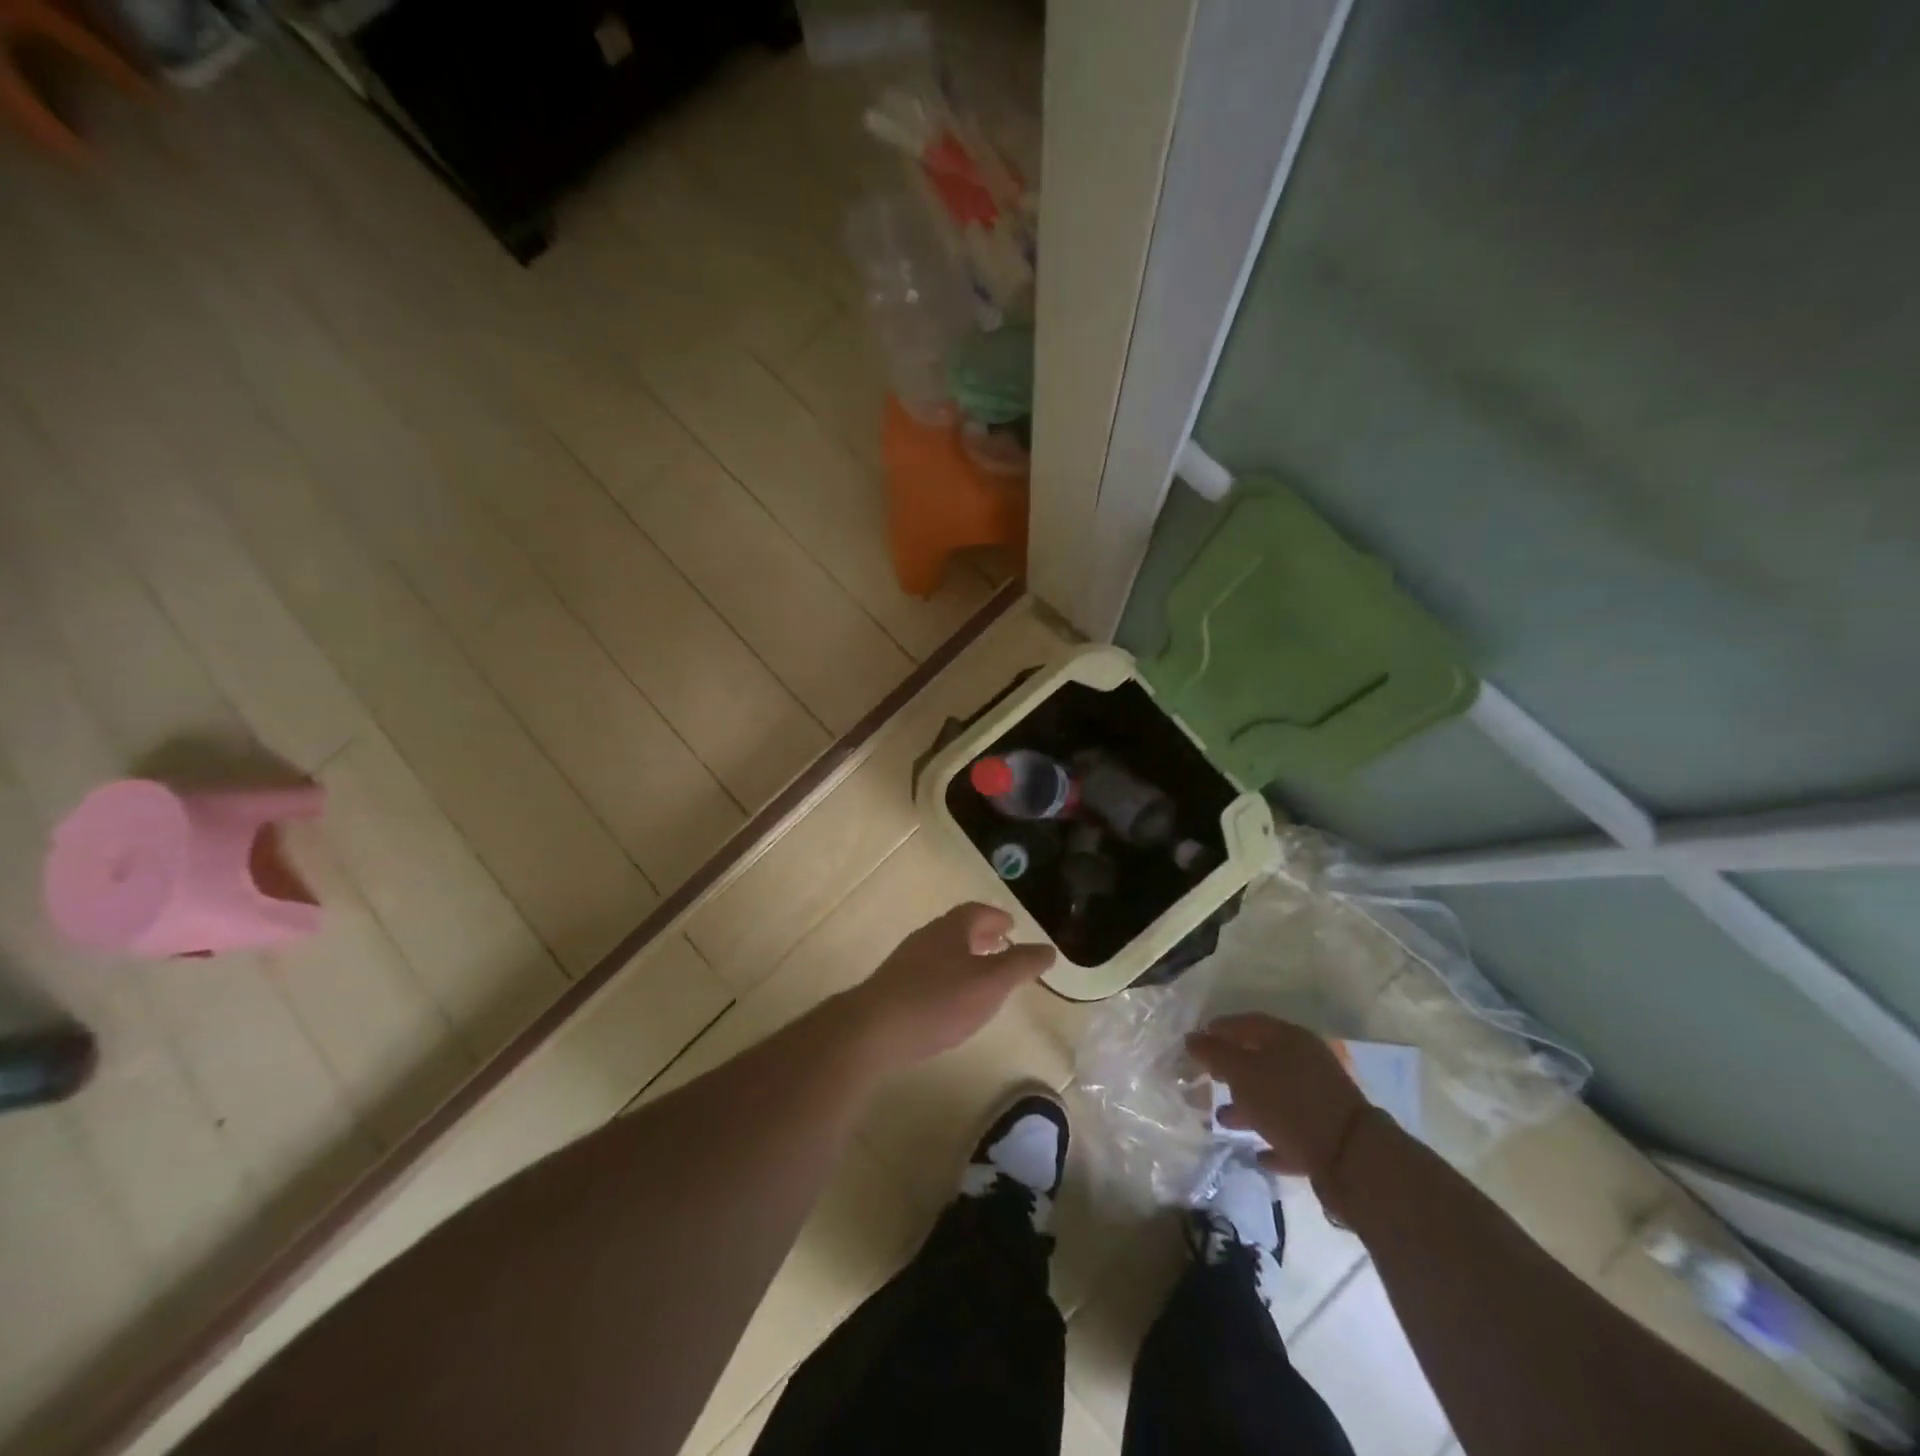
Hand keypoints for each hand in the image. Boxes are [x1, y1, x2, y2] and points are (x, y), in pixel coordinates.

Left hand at [844, 904, 1054, 1071]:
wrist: (874, 1029)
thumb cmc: (939, 1001)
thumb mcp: (990, 984)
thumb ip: (1020, 965)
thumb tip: (1048, 949)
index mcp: (950, 929)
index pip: (976, 911)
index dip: (996, 917)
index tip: (1011, 927)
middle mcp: (926, 938)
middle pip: (958, 929)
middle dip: (982, 935)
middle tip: (1001, 945)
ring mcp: (906, 962)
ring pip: (943, 950)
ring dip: (965, 956)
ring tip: (982, 974)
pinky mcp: (894, 987)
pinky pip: (929, 972)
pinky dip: (948, 976)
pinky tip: (952, 1000)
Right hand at [1186, 1013, 1369, 1180]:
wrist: (1353, 1158)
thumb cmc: (1289, 1103)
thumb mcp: (1243, 1073)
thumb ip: (1215, 1053)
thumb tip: (1191, 1037)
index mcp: (1288, 1038)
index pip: (1247, 1023)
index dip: (1220, 1029)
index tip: (1196, 1041)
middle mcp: (1306, 1062)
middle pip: (1261, 1059)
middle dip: (1231, 1069)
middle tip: (1206, 1078)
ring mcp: (1319, 1098)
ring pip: (1275, 1096)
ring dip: (1248, 1106)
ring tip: (1222, 1118)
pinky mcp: (1327, 1134)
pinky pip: (1292, 1130)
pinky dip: (1273, 1137)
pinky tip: (1257, 1153)